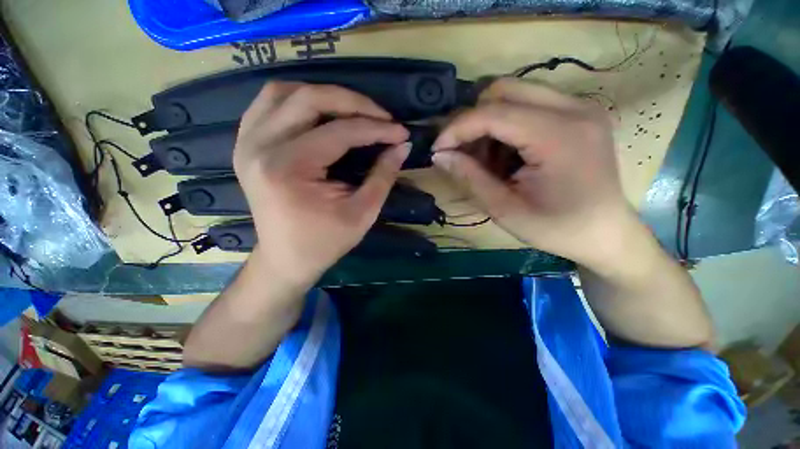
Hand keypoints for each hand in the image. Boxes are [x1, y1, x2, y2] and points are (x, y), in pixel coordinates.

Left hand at [233, 82, 409, 288]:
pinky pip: (269, 104)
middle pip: (309, 99)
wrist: (286, 258)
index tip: (401, 132)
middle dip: (353, 102)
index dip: (376, 129)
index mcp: (288, 169)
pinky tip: (320, 113)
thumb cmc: (325, 242)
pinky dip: (298, 101)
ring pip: (284, 92)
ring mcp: (247, 142)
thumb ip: (383, 176)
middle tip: (381, 116)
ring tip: (353, 111)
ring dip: (324, 95)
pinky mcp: (246, 144)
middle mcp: (260, 147)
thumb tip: (402, 146)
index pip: (340, 132)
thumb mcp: (362, 213)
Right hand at [432, 78, 640, 268]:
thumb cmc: (557, 229)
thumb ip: (470, 177)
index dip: (457, 128)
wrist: (606, 234)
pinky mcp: (579, 113)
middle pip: (503, 90)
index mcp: (558, 136)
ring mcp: (580, 106)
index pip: (493, 112)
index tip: (437, 149)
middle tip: (463, 153)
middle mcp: (574, 108)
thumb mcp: (505, 209)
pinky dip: (507, 125)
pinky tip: (507, 154)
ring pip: (515, 93)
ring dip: (489, 123)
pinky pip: (530, 103)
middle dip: (472, 120)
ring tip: (488, 159)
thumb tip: (440, 155)